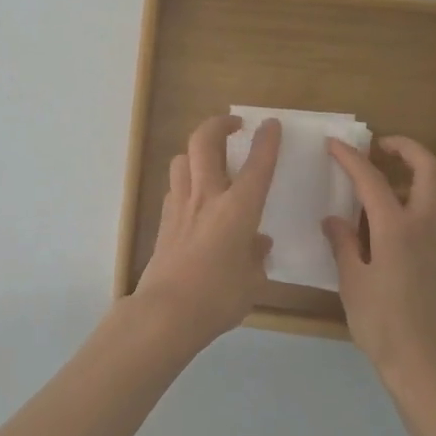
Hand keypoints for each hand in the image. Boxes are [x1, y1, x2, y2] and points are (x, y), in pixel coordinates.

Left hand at [128, 115, 279, 352]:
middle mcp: (207, 197)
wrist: (166, 311)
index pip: (257, 165)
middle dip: (219, 124)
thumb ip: (256, 256)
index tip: (271, 124)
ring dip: (196, 151)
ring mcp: (180, 205)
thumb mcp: (252, 281)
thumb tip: (257, 243)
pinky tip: (194, 197)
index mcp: (238, 209)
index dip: (266, 141)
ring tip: (210, 160)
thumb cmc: (218, 297)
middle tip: (233, 124)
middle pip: (204, 142)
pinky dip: (185, 180)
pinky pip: (174, 186)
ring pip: (181, 159)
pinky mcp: (164, 220)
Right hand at [324, 136, 435, 395]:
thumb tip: (334, 220)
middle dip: (406, 148)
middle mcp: (428, 227)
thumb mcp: (352, 284)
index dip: (351, 158)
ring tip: (395, 179)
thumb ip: (344, 245)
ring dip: (422, 173)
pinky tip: (407, 221)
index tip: (334, 144)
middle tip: (382, 147)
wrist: (430, 367)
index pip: (372, 180)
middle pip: (429, 169)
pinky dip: (429, 201)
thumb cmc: (383, 326)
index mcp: (396, 229)